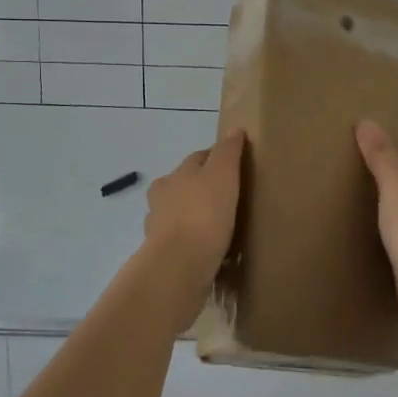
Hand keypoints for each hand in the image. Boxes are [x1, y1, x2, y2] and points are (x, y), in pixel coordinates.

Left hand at [142, 130, 244, 282]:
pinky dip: (194, 244)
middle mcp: (162, 198)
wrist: (179, 266)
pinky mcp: (165, 256)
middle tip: (231, 198)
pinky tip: (211, 252)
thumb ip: (228, 152)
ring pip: (180, 215)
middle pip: (185, 186)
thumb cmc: (203, 214)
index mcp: (175, 175)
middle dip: (203, 189)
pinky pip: (183, 244)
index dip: (218, 158)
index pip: (199, 158)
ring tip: (221, 227)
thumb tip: (235, 130)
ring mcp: (159, 229)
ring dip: (196, 218)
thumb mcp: (222, 175)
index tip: (238, 167)